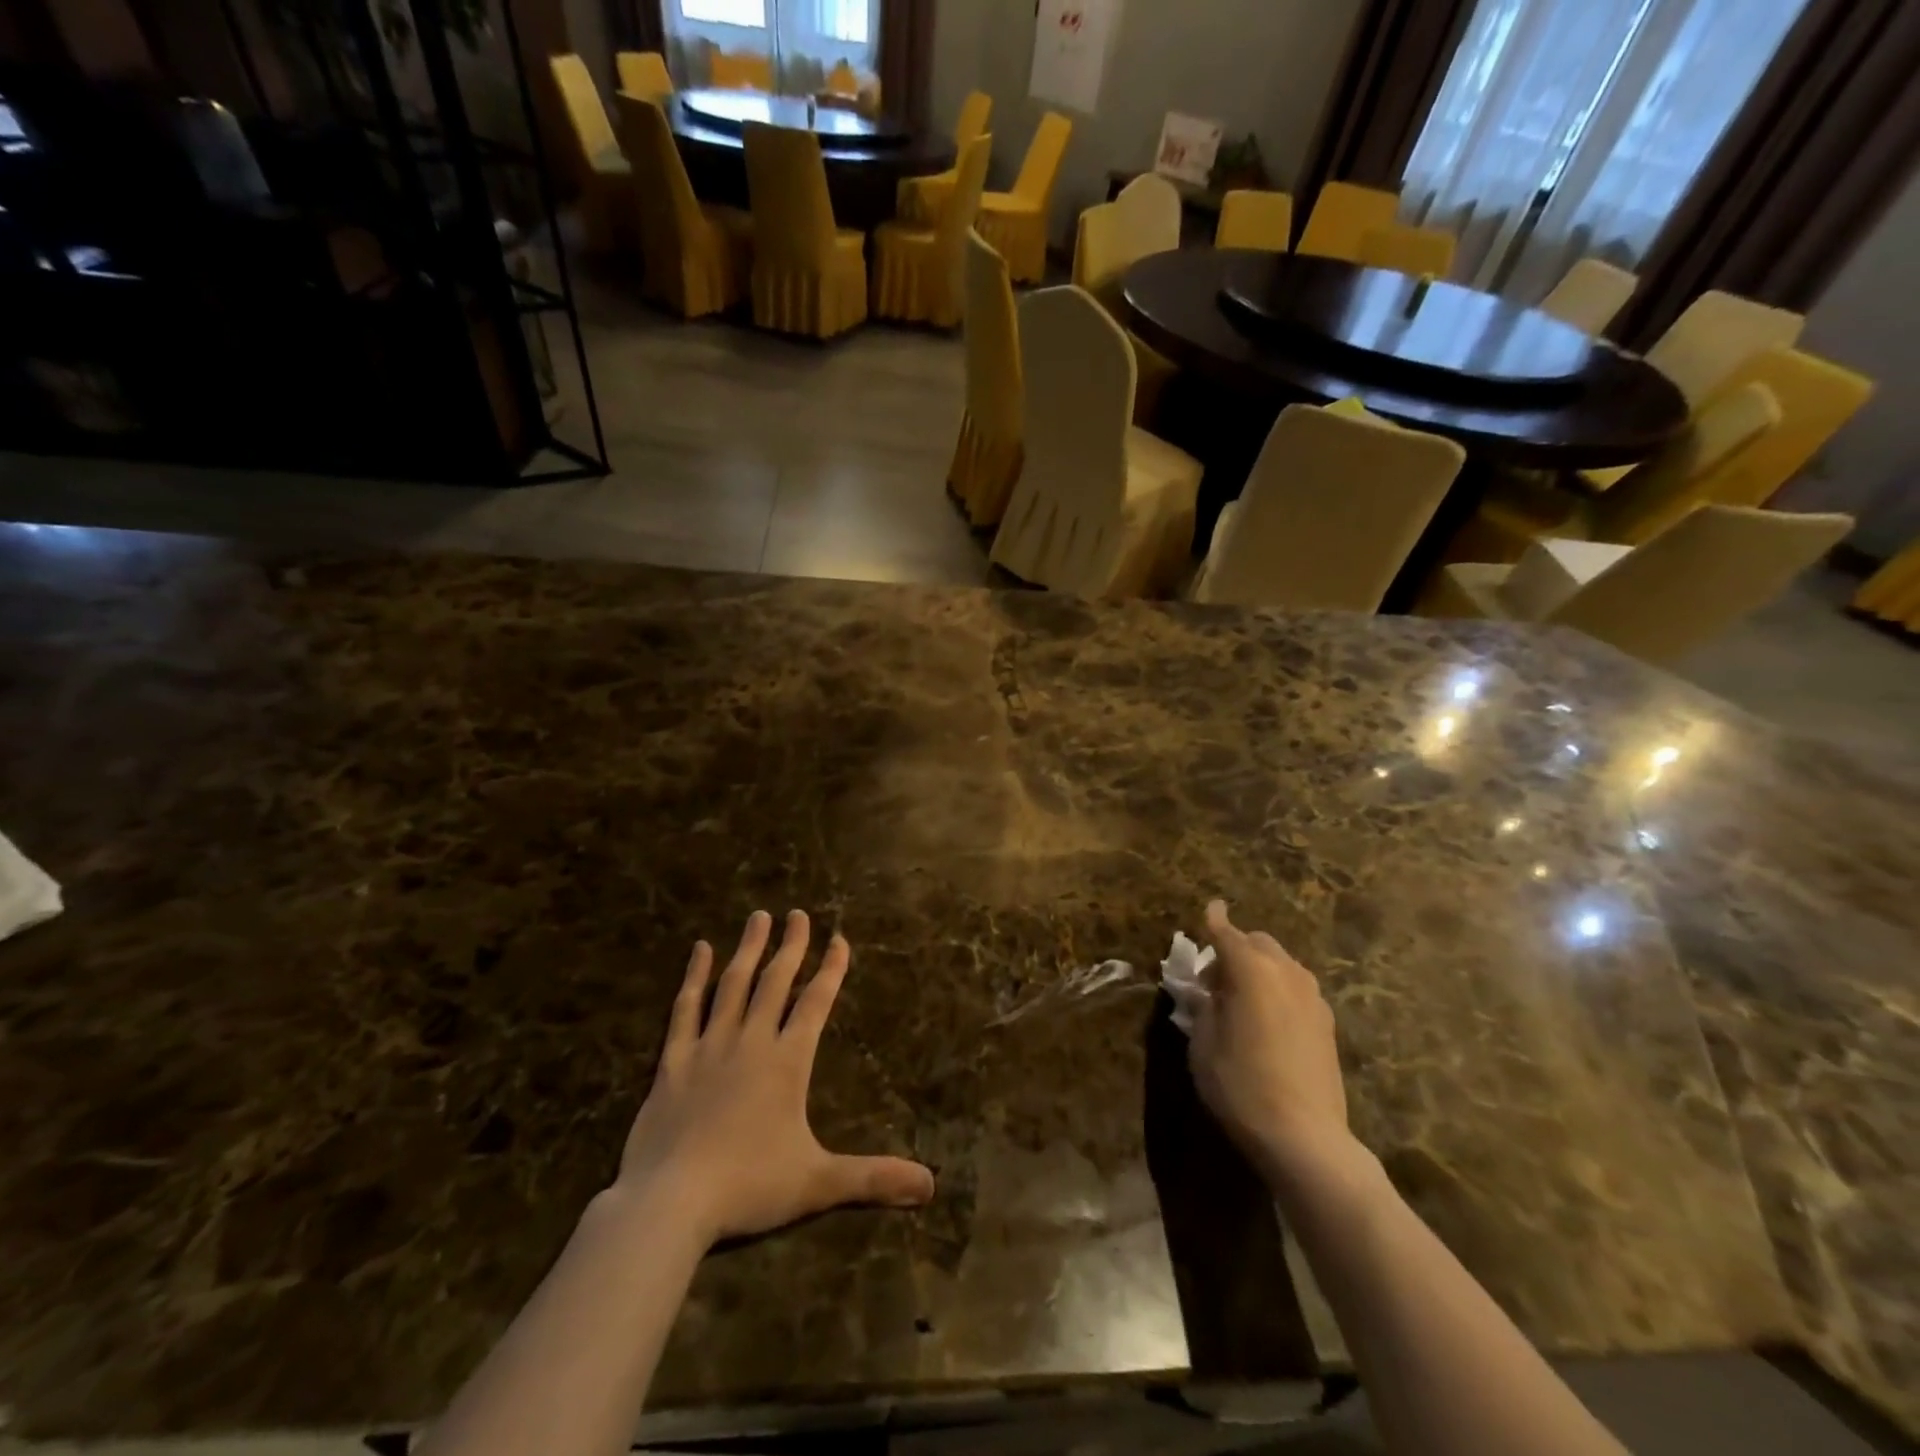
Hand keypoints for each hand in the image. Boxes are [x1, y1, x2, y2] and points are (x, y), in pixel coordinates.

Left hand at [616, 910, 935, 1245]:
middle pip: (775, 981)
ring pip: (733, 985)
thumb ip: (873, 1178)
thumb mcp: (818, 1183)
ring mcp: (709, 1047)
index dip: (831, 969)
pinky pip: (685, 1008)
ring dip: (749, 949)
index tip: (840, 938)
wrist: (669, 1203)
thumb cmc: (748, 1187)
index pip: (816, 1003)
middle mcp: (750, 1041)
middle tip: (799, 914)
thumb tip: (930, 1185)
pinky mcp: (672, 1061)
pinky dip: (693, 977)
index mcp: (787, 1061)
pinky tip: (699, 950)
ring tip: (759, 916)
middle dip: (791, 946)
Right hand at [1190, 900, 1355, 1184]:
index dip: (1214, 920)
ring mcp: (1312, 998)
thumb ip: (1204, 1006)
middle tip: (1213, 980)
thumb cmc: (1240, 1085)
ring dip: (1259, 968)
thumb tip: (1207, 991)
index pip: (1227, 933)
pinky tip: (1266, 1019)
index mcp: (1251, 971)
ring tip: (1240, 1001)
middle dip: (1235, 948)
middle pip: (1258, 943)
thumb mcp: (1203, 1044)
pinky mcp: (1327, 1023)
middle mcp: (1286, 973)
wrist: (1305, 1137)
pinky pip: (1296, 988)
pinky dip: (1277, 988)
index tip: (1210, 908)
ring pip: (1281, 964)